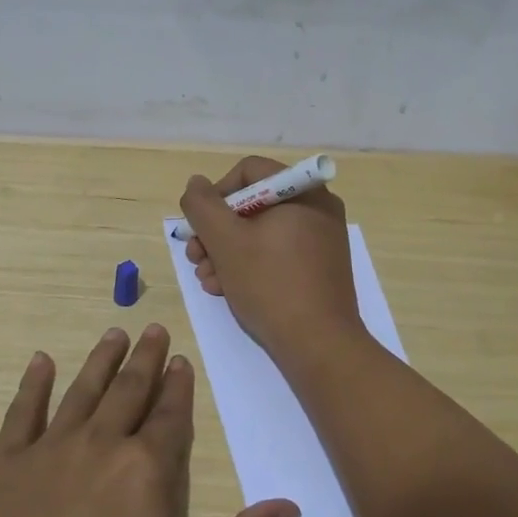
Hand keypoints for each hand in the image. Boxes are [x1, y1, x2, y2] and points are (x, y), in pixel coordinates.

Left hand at [0, 325, 299, 516]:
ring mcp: (49, 449)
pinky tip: (41, 361)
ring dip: (101, 360)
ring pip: (82, 390)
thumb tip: (291, 506)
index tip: (181, 360)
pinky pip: (22, 412)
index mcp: (145, 468)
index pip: (168, 414)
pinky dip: (33, 384)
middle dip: (144, 357)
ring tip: (114, 333)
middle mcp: (100, 443)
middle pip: (128, 389)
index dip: (177, 385)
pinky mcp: (7, 464)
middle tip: (152, 329)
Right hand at [179, 155, 363, 362]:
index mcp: (303, 191)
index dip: (216, 194)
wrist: (319, 345)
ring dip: (226, 252)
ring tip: (207, 280)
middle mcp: (317, 208)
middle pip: (253, 204)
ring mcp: (322, 239)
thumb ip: (202, 206)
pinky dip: (250, 265)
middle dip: (217, 231)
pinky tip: (227, 290)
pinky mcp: (320, 267)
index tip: (199, 226)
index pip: (248, 171)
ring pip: (261, 232)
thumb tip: (196, 184)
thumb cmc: (270, 284)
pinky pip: (278, 253)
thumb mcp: (225, 241)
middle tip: (195, 257)